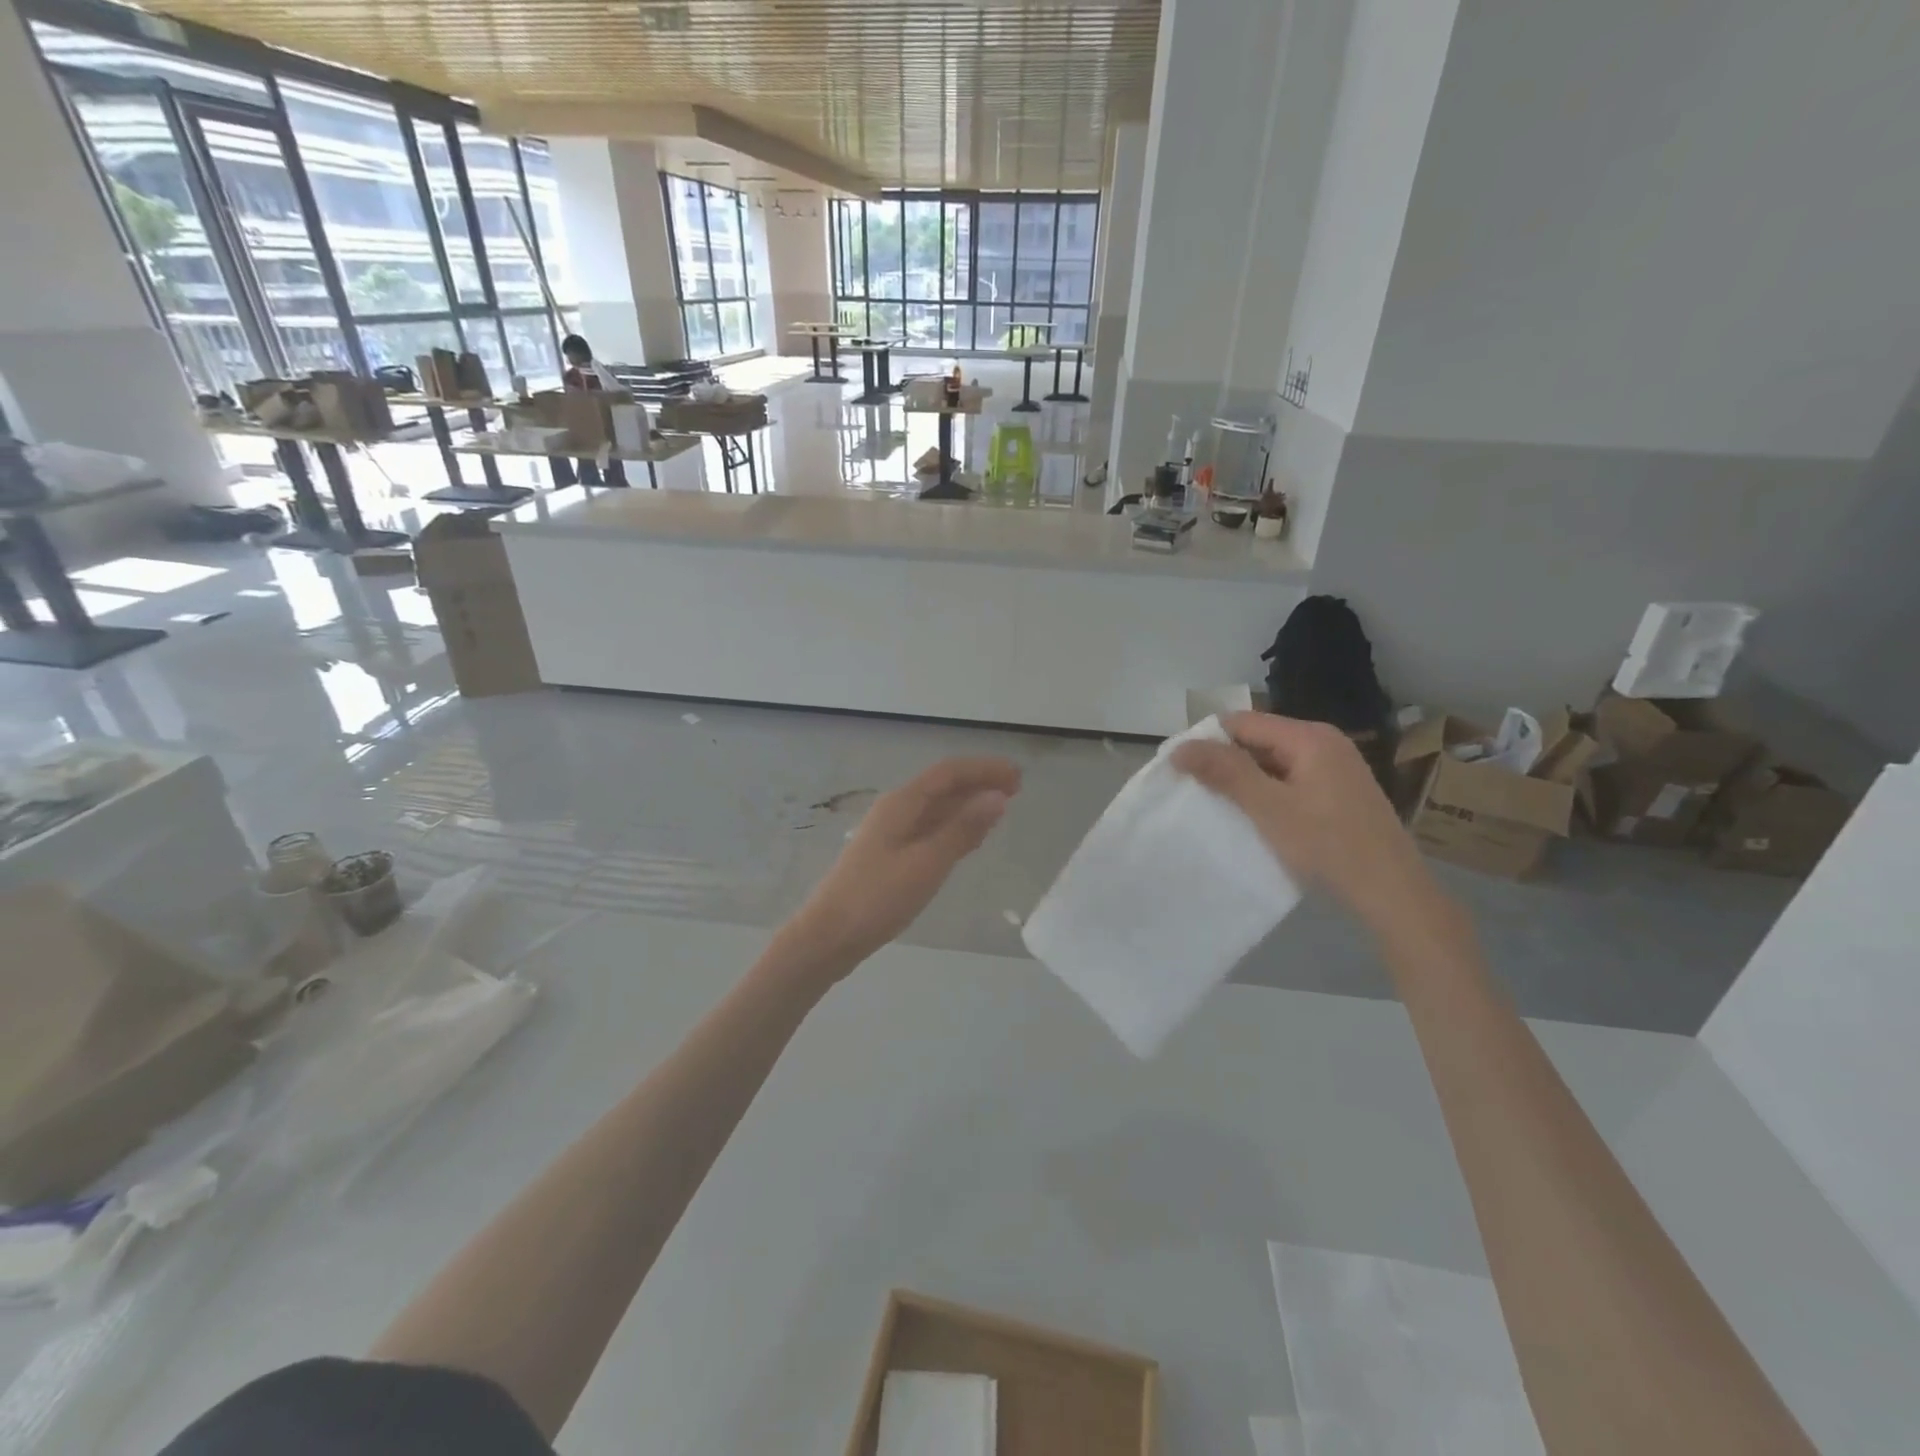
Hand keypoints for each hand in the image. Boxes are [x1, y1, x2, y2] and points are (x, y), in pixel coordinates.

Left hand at [782, 757, 1020, 974]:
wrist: (829, 935)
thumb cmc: (878, 897)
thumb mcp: (927, 862)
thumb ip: (963, 829)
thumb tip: (998, 797)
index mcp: (902, 803)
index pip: (949, 772)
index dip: (984, 770)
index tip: (1018, 776)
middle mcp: (896, 810)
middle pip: (943, 786)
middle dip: (979, 783)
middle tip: (1016, 789)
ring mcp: (891, 833)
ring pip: (937, 808)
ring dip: (968, 804)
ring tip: (1000, 809)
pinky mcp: (890, 856)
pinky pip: (930, 829)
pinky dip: (954, 827)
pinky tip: (969, 839)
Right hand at [1172, 712, 1441, 934]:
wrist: (1392, 893)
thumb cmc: (1328, 846)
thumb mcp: (1269, 807)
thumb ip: (1225, 772)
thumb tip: (1180, 747)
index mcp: (1309, 737)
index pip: (1242, 722)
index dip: (1207, 741)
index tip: (1179, 769)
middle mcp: (1324, 743)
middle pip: (1258, 740)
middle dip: (1225, 762)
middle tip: (1194, 791)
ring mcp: (1335, 768)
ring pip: (1273, 763)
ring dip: (1244, 781)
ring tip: (1218, 806)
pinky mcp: (1339, 792)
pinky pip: (1290, 780)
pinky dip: (1267, 794)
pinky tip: (1254, 818)